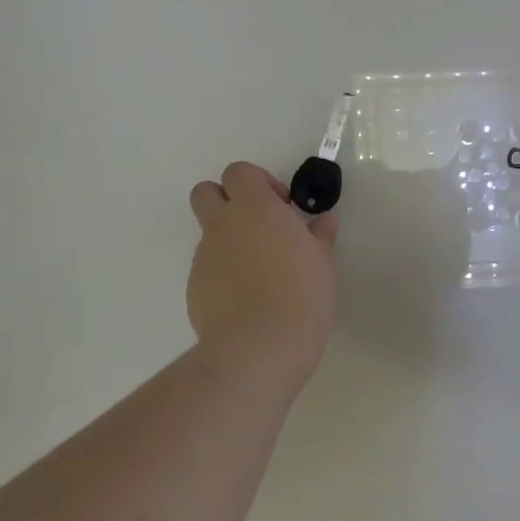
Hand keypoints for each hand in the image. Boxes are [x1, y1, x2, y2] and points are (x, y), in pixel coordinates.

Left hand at [187, 161, 339, 379]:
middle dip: (227, 200)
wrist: (260, 347)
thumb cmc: (302, 296)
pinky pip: (207, 269)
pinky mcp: (194, 289)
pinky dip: (224, 275)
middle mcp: (223, 226)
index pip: (239, 172)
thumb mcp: (323, 264)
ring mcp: (204, 257)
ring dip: (229, 242)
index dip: (258, 183)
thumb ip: (320, 236)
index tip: (281, 206)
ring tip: (259, 274)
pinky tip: (247, 301)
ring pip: (208, 234)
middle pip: (205, 192)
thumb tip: (324, 220)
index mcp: (255, 209)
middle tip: (258, 226)